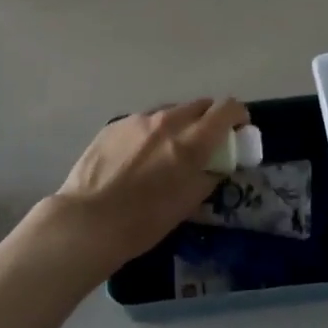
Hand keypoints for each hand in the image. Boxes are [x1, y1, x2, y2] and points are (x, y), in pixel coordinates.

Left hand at [49, 99, 248, 274]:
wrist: (87, 221)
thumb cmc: (143, 221)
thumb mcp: (187, 204)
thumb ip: (208, 177)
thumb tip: (216, 165)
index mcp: (190, 142)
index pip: (226, 109)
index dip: (238, 115)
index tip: (239, 128)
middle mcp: (167, 121)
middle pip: (199, 105)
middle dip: (209, 119)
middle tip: (206, 142)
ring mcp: (138, 119)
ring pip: (170, 111)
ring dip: (179, 124)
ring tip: (169, 150)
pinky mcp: (115, 124)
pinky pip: (144, 121)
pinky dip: (152, 131)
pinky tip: (140, 156)